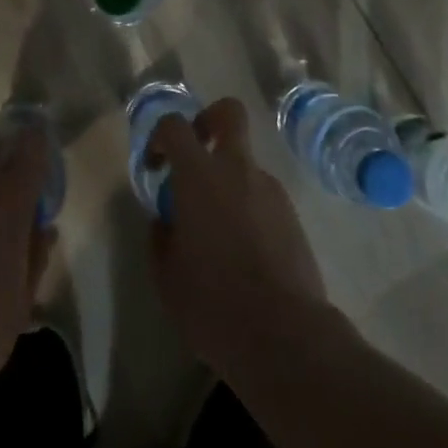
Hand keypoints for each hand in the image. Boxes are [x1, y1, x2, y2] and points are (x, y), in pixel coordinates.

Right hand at [147, 98, 328, 371]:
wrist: (284, 334)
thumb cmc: (212, 302)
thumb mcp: (166, 276)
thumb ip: (160, 237)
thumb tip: (166, 220)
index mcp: (199, 175)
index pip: (175, 126)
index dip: (160, 136)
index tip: (155, 165)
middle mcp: (237, 169)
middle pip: (229, 113)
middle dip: (209, 120)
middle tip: (196, 154)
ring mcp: (270, 189)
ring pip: (246, 163)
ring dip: (229, 181)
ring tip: (218, 233)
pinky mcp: (292, 214)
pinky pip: (263, 196)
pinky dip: (249, 209)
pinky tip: (244, 253)